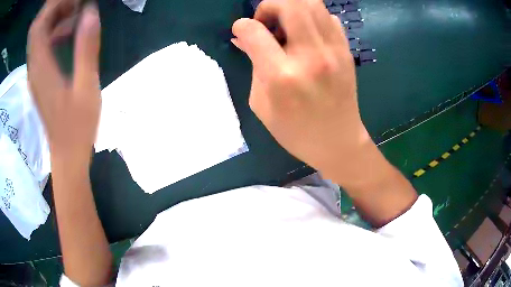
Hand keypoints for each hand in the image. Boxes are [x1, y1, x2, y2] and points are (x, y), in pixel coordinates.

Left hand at [28, 0, 100, 162]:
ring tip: (77, 13)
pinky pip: (42, 45)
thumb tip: (91, 12)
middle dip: (55, 8)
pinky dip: (54, 31)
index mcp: (41, 67)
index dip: (53, 5)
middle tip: (77, 4)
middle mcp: (34, 67)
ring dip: (55, 17)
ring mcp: (35, 72)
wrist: (67, 154)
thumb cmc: (77, 127)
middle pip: (37, 26)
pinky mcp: (40, 76)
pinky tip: (69, 32)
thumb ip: (86, 49)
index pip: (38, 25)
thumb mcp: (86, 87)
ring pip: (39, 35)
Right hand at [232, 0, 372, 180]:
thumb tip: (243, 38)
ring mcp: (333, 50)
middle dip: (269, 5)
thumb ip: (253, 65)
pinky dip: (312, 18)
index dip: (242, 26)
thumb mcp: (262, 104)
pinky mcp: (346, 50)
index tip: (242, 33)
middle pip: (289, 3)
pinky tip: (307, 35)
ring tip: (286, 26)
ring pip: (312, 3)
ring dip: (291, 7)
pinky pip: (328, 17)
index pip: (254, 30)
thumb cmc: (296, 131)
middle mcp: (310, 56)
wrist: (338, 143)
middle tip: (266, 23)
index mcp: (281, 76)